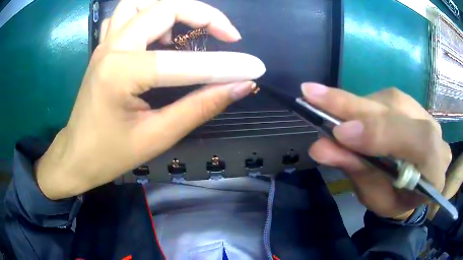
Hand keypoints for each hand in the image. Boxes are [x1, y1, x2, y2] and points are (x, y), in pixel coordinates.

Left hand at [35, 0, 264, 199]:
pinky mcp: (103, 46)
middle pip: (164, 7)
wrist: (77, 155)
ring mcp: (105, 43)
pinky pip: (126, 14)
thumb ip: (200, 106)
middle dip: (204, 15)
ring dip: (172, 7)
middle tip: (228, 36)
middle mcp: (112, 48)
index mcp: (121, 73)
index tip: (256, 68)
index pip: (184, 62)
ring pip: (141, 2)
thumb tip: (240, 86)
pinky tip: (159, 32)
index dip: (226, 65)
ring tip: (191, 29)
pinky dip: (148, 13)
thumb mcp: (158, 136)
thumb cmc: (110, 154)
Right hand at [304, 84, 450, 218]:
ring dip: (355, 104)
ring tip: (324, 105)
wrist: (414, 187)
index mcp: (435, 170)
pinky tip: (345, 110)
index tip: (340, 134)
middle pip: (400, 112)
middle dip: (356, 107)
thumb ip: (358, 171)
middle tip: (313, 96)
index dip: (382, 133)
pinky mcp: (412, 105)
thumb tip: (321, 147)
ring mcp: (425, 115)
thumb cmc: (397, 201)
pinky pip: (386, 99)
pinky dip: (361, 104)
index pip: (420, 142)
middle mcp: (436, 134)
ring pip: (389, 100)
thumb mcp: (378, 199)